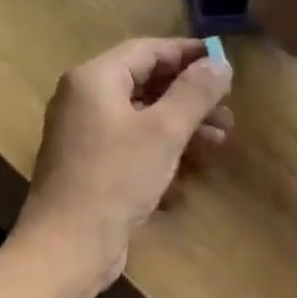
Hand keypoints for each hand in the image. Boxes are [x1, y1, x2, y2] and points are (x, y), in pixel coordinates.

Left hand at [16, 38, 232, 285]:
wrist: (68, 247)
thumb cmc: (115, 180)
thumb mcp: (164, 132)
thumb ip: (194, 92)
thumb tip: (220, 62)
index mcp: (94, 79)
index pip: (148, 50)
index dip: (189, 54)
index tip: (226, 63)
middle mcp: (84, 100)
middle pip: (146, 84)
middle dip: (190, 97)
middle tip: (228, 113)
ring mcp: (85, 136)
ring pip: (142, 118)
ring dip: (182, 126)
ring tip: (221, 142)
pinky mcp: (91, 167)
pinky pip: (132, 146)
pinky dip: (162, 150)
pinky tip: (191, 170)